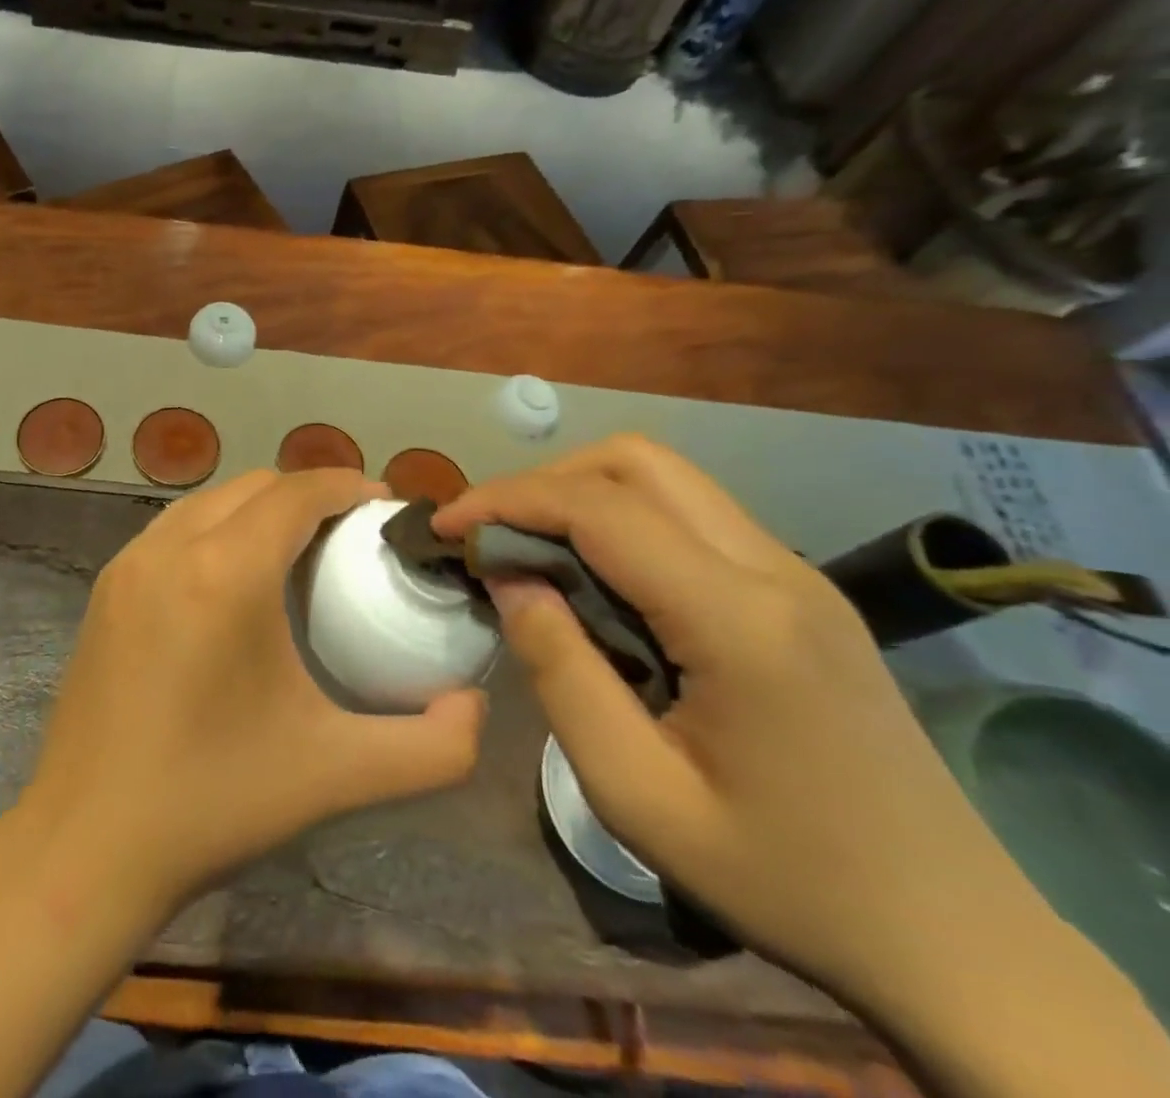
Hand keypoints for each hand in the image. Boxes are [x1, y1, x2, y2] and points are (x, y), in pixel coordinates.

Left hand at [21, 469, 486, 918]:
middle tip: (350, 534)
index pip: (297, 491)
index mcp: (227, 572)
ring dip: (258, 506)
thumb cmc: (215, 802)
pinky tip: (233, 579)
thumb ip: (433, 746)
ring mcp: (128, 563)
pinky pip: (173, 529)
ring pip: (208, 501)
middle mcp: (171, 547)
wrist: (87, 844)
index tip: (384, 505)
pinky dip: (215, 528)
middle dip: (307, 493)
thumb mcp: (339, 774)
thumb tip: (474, 704)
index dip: (346, 484)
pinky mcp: (106, 587)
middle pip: (253, 485)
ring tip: (296, 550)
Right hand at [433, 437, 1035, 1002]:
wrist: (955, 942)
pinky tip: (596, 577)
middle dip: (545, 481)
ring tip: (531, 549)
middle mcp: (774, 570)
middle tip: (491, 534)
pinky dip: (623, 519)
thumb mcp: (637, 794)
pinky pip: (692, 516)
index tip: (447, 527)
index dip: (507, 500)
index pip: (598, 507)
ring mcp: (797, 574)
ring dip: (583, 493)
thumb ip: (560, 672)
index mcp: (738, 620)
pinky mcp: (801, 592)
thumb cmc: (783, 878)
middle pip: (637, 462)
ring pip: (667, 478)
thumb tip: (510, 580)